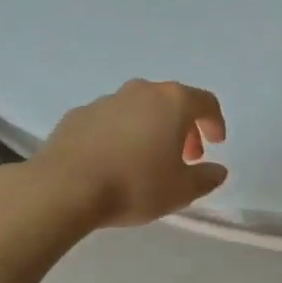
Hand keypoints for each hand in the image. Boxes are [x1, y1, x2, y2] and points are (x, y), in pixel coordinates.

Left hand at [31, 79, 228, 227]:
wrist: (65, 187)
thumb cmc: (135, 185)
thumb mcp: (181, 191)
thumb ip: (206, 178)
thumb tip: (217, 170)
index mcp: (172, 102)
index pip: (205, 102)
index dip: (215, 122)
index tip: (215, 144)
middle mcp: (141, 91)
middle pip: (172, 102)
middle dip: (183, 127)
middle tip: (186, 156)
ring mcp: (107, 100)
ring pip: (139, 108)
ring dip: (150, 129)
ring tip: (147, 160)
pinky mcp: (78, 114)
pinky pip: (110, 120)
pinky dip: (120, 134)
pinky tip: (114, 161)